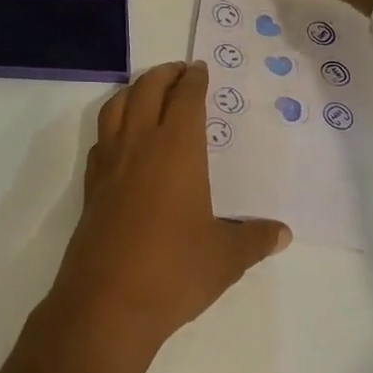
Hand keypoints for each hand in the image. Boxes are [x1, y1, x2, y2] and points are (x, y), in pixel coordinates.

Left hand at [43, 62, 289, 371]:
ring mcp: (109, 164)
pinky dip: (114, 124)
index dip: (194, 80)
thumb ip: (254, 239)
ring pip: (116, 107)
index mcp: (177, 150)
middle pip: (147, 90)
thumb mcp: (226, 257)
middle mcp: (139, 145)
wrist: (107, 303)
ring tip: (148, 92)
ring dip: (134, 91)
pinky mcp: (90, 186)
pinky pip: (101, 138)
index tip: (199, 69)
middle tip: (179, 71)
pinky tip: (123, 139)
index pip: (185, 99)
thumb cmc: (174, 272)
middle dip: (164, 74)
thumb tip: (282, 233)